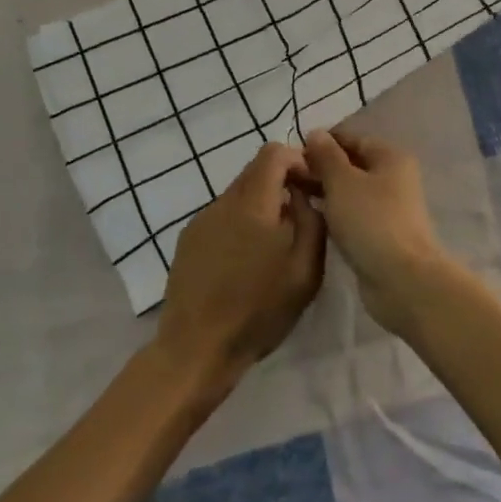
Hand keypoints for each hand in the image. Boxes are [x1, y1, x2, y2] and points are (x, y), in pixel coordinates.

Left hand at [156, 142, 325, 392]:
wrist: (196, 348)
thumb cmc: (258, 311)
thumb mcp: (305, 271)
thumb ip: (311, 222)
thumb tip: (303, 196)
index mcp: (253, 203)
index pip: (274, 153)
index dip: (298, 161)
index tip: (312, 187)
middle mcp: (223, 202)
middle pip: (255, 170)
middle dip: (281, 183)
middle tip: (299, 216)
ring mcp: (201, 219)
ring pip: (238, 194)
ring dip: (261, 205)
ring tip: (273, 244)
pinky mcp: (188, 239)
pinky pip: (221, 216)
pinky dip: (240, 223)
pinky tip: (245, 261)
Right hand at [302, 130, 450, 334]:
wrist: (402, 279)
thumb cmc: (371, 221)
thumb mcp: (342, 181)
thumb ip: (326, 155)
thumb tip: (315, 133)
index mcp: (390, 157)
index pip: (351, 139)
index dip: (322, 143)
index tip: (293, 154)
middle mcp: (394, 178)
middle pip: (352, 165)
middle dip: (321, 169)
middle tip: (288, 178)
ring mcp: (389, 208)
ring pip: (351, 191)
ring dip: (326, 192)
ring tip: (294, 197)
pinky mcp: (382, 234)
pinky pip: (353, 214)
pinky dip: (335, 213)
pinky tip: (312, 218)